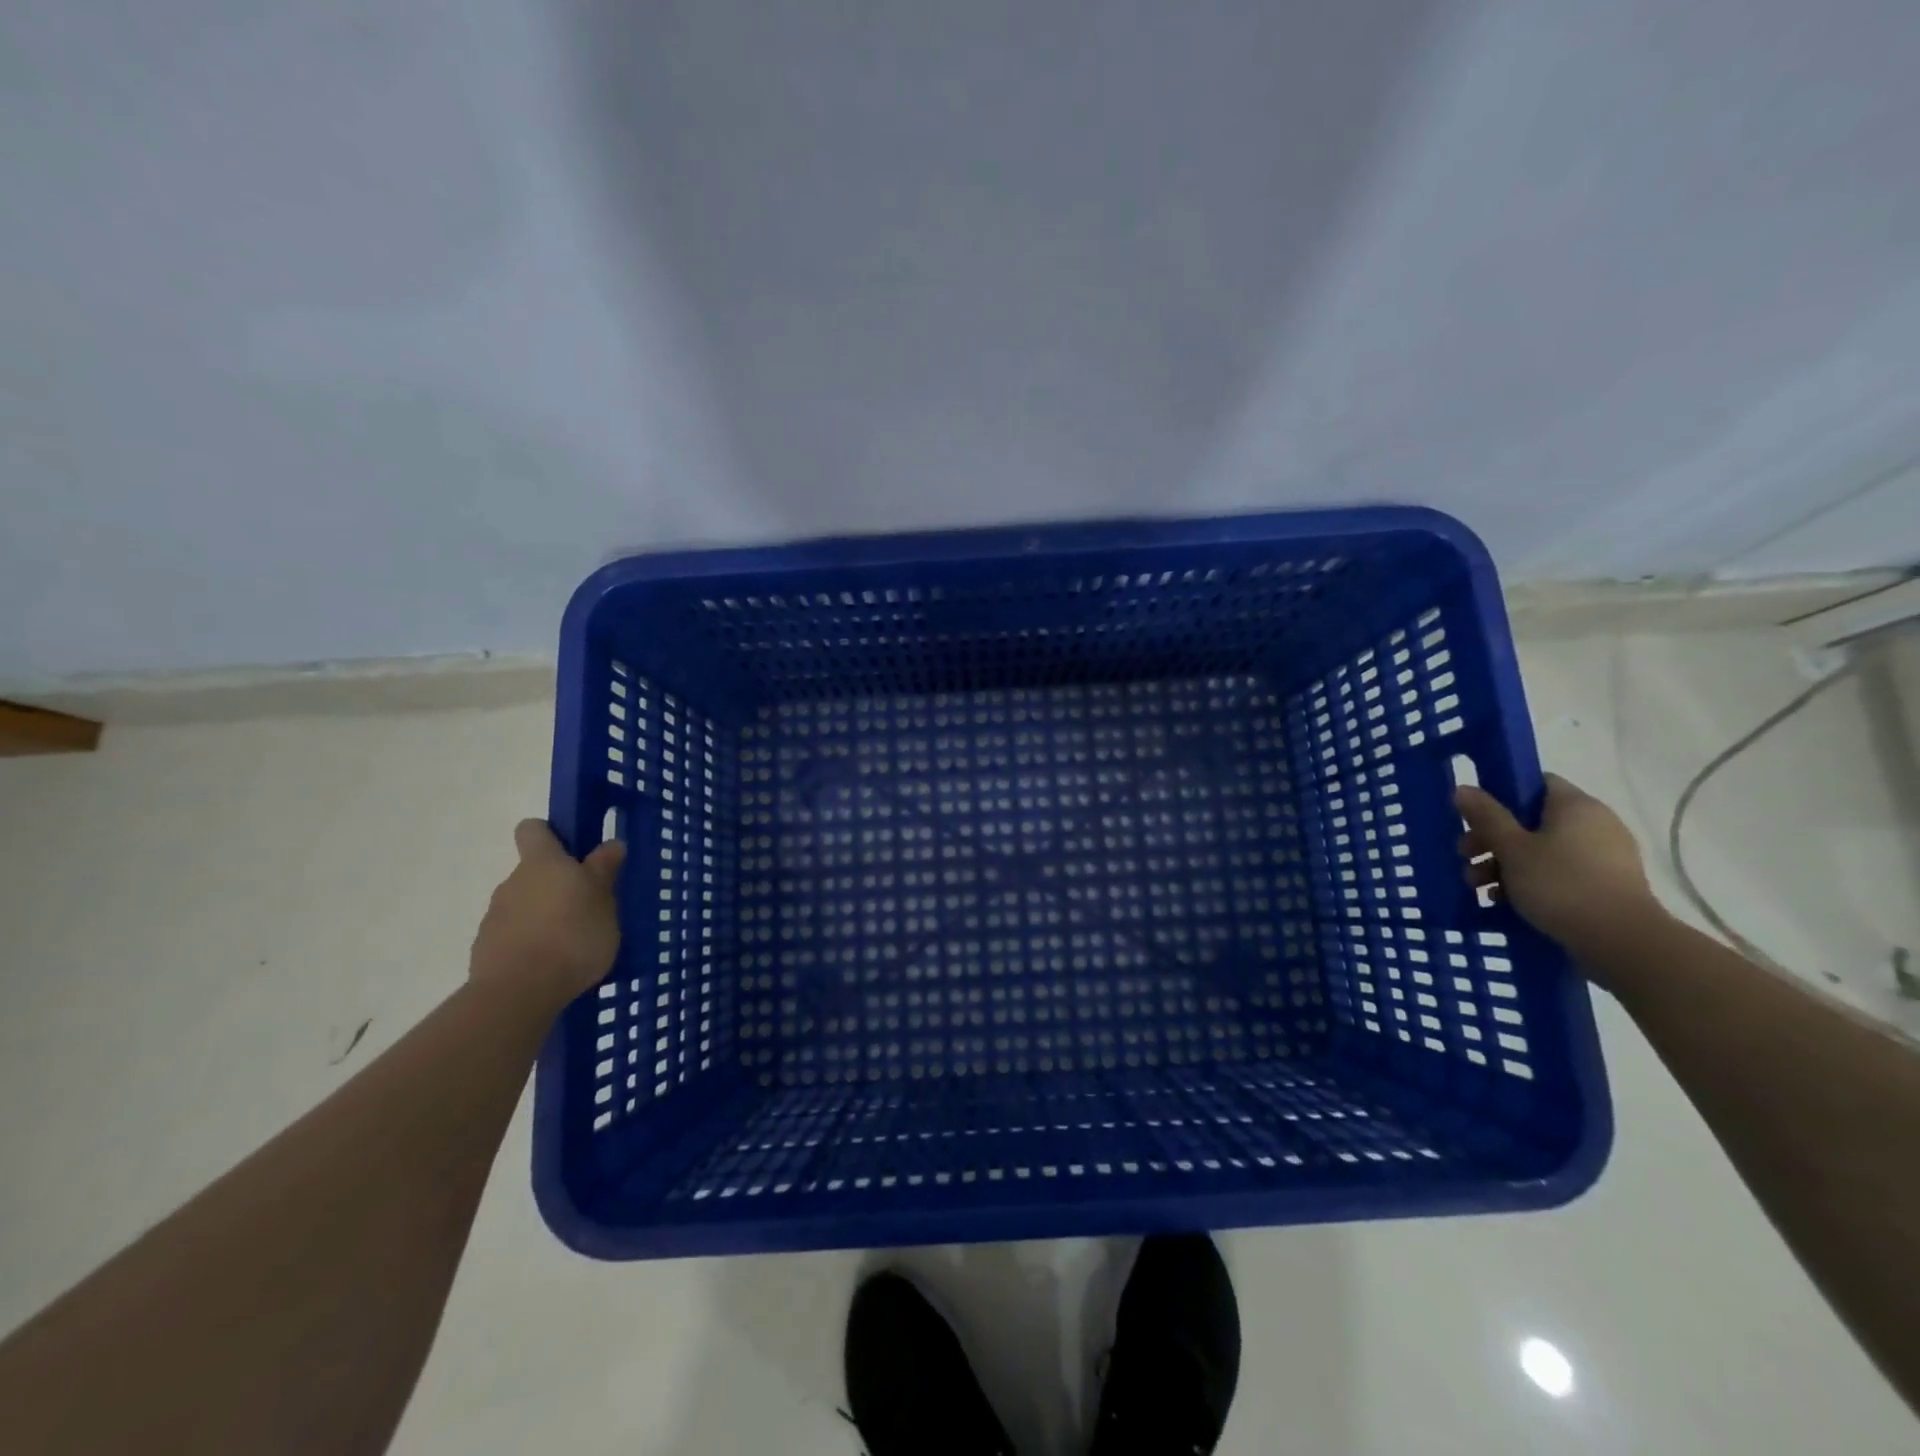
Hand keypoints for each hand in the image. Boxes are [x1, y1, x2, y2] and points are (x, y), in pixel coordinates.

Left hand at [470, 820, 625, 1013]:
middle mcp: (512, 882)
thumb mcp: (604, 899)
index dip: (551, 835)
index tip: (574, 851)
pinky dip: (531, 944)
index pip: (534, 830)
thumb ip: (604, 870)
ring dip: (545, 916)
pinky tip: (552, 965)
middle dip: (557, 885)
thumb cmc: (572, 935)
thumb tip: (611, 843)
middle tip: (588, 907)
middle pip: (533, 872)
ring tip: (573, 943)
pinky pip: (514, 936)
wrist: (519, 992)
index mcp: (542, 863)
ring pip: (524, 905)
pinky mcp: (486, 950)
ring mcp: (494, 917)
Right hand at [1454, 774, 1666, 975]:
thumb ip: (1486, 816)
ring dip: (1505, 864)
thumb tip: (1463, 788)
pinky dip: (1531, 882)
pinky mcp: (1606, 885)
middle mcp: (1595, 824)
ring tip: (1479, 888)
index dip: (1501, 795)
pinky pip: (1559, 873)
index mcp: (1576, 806)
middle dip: (1492, 839)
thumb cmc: (1561, 885)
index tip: (1474, 817)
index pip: (1535, 783)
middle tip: (1465, 857)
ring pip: (1542, 850)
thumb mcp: (1512, 848)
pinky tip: (1506, 902)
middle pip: (1532, 820)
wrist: (1621, 942)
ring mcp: (1605, 856)